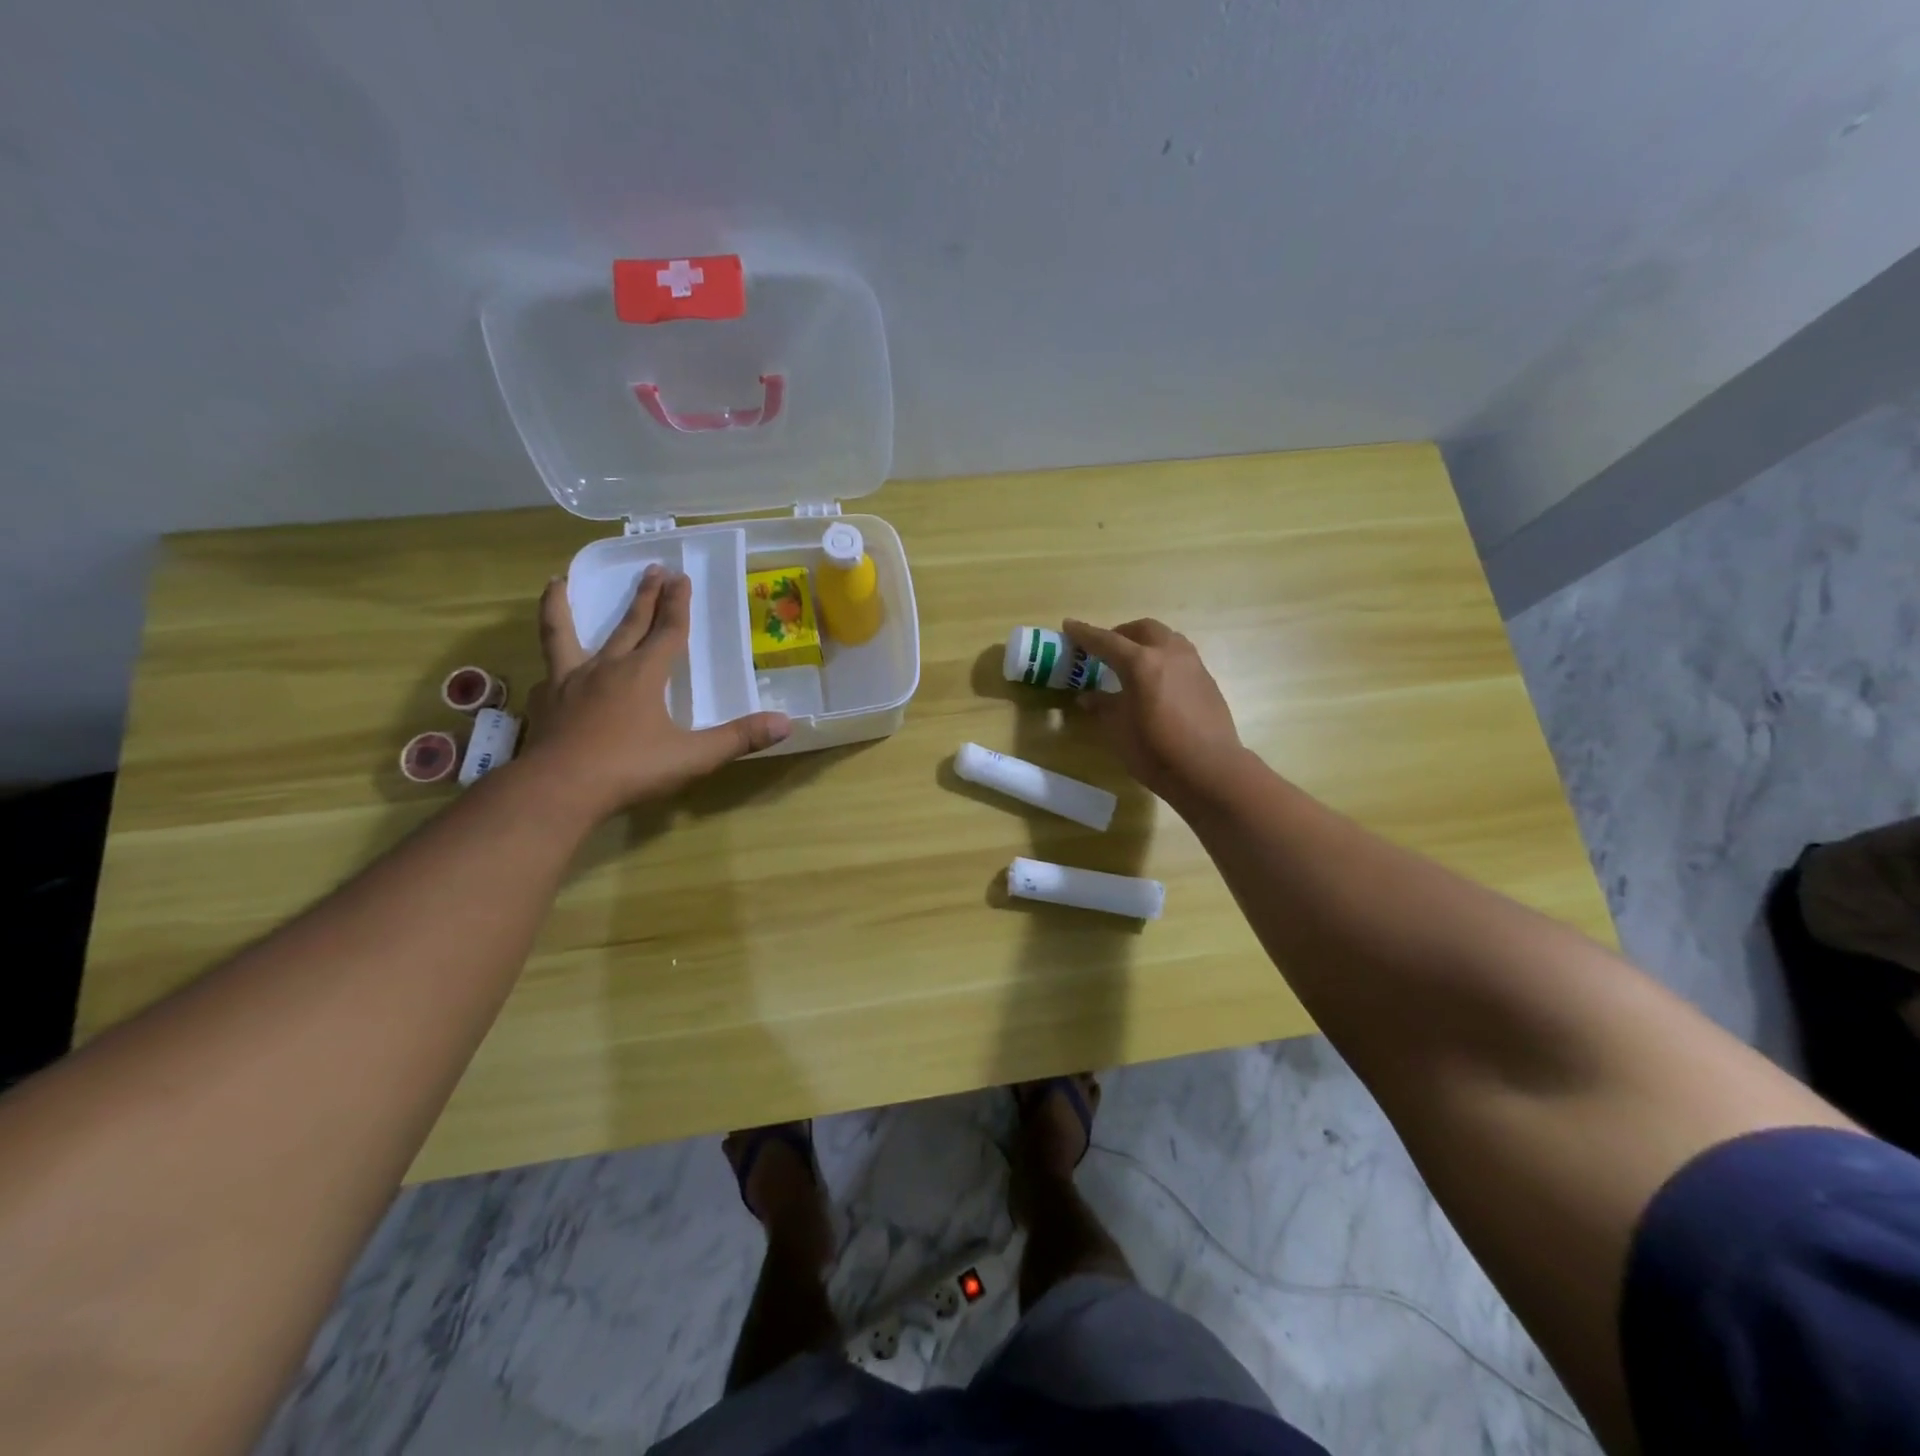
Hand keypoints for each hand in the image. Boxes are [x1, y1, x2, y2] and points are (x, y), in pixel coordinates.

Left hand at [524, 566, 790, 819]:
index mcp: (643, 675)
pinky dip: (551, 666)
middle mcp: (605, 668)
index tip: (681, 576)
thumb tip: (785, 723)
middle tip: (652, 569)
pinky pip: (548, 675)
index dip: (678, 604)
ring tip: (557, 582)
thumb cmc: (630, 769)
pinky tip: (550, 672)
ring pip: (562, 634)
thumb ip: (738, 738)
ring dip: (561, 607)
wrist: (558, 790)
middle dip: (644, 596)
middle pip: (627, 624)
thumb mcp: (693, 756)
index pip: (668, 631)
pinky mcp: (544, 704)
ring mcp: (568, 683)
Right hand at [1064, 617, 1242, 803]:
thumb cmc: (1156, 751)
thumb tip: (1088, 697)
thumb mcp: (1119, 730)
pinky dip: (1162, 657)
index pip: (1106, 641)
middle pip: (1142, 629)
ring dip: (1145, 641)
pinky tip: (1157, 680)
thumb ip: (1103, 706)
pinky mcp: (1206, 679)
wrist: (1209, 770)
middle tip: (1105, 649)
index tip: (1069, 625)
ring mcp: (1192, 664)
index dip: (1085, 634)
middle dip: (1120, 634)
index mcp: (1141, 663)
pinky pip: (1180, 655)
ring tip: (1132, 661)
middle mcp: (1169, 653)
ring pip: (1166, 638)